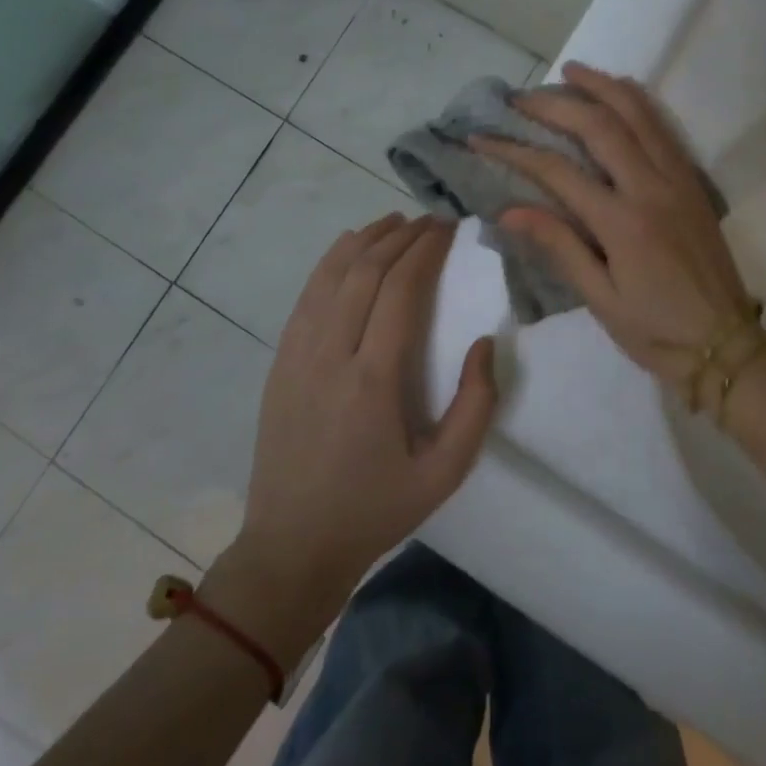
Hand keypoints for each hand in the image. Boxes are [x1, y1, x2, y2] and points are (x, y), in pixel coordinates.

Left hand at [228, 214, 496, 637]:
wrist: (292, 545)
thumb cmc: (376, 509)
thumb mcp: (445, 472)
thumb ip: (476, 406)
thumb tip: (485, 342)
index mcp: (373, 380)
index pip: (401, 289)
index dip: (426, 250)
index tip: (449, 228)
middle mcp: (330, 354)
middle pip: (365, 271)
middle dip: (400, 235)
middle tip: (430, 220)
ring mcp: (297, 354)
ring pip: (330, 274)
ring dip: (365, 240)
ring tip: (395, 221)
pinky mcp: (280, 361)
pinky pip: (307, 295)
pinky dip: (331, 262)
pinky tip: (349, 249)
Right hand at [471, 63, 754, 394]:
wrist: (725, 345)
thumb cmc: (656, 331)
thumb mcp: (600, 300)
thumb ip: (559, 246)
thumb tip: (509, 210)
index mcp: (622, 223)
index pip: (556, 171)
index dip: (514, 150)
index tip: (482, 137)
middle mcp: (651, 188)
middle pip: (599, 125)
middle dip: (555, 104)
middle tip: (521, 96)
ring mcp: (678, 180)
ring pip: (639, 114)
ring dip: (603, 86)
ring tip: (571, 71)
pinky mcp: (694, 182)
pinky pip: (664, 128)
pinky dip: (639, 102)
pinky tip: (621, 92)